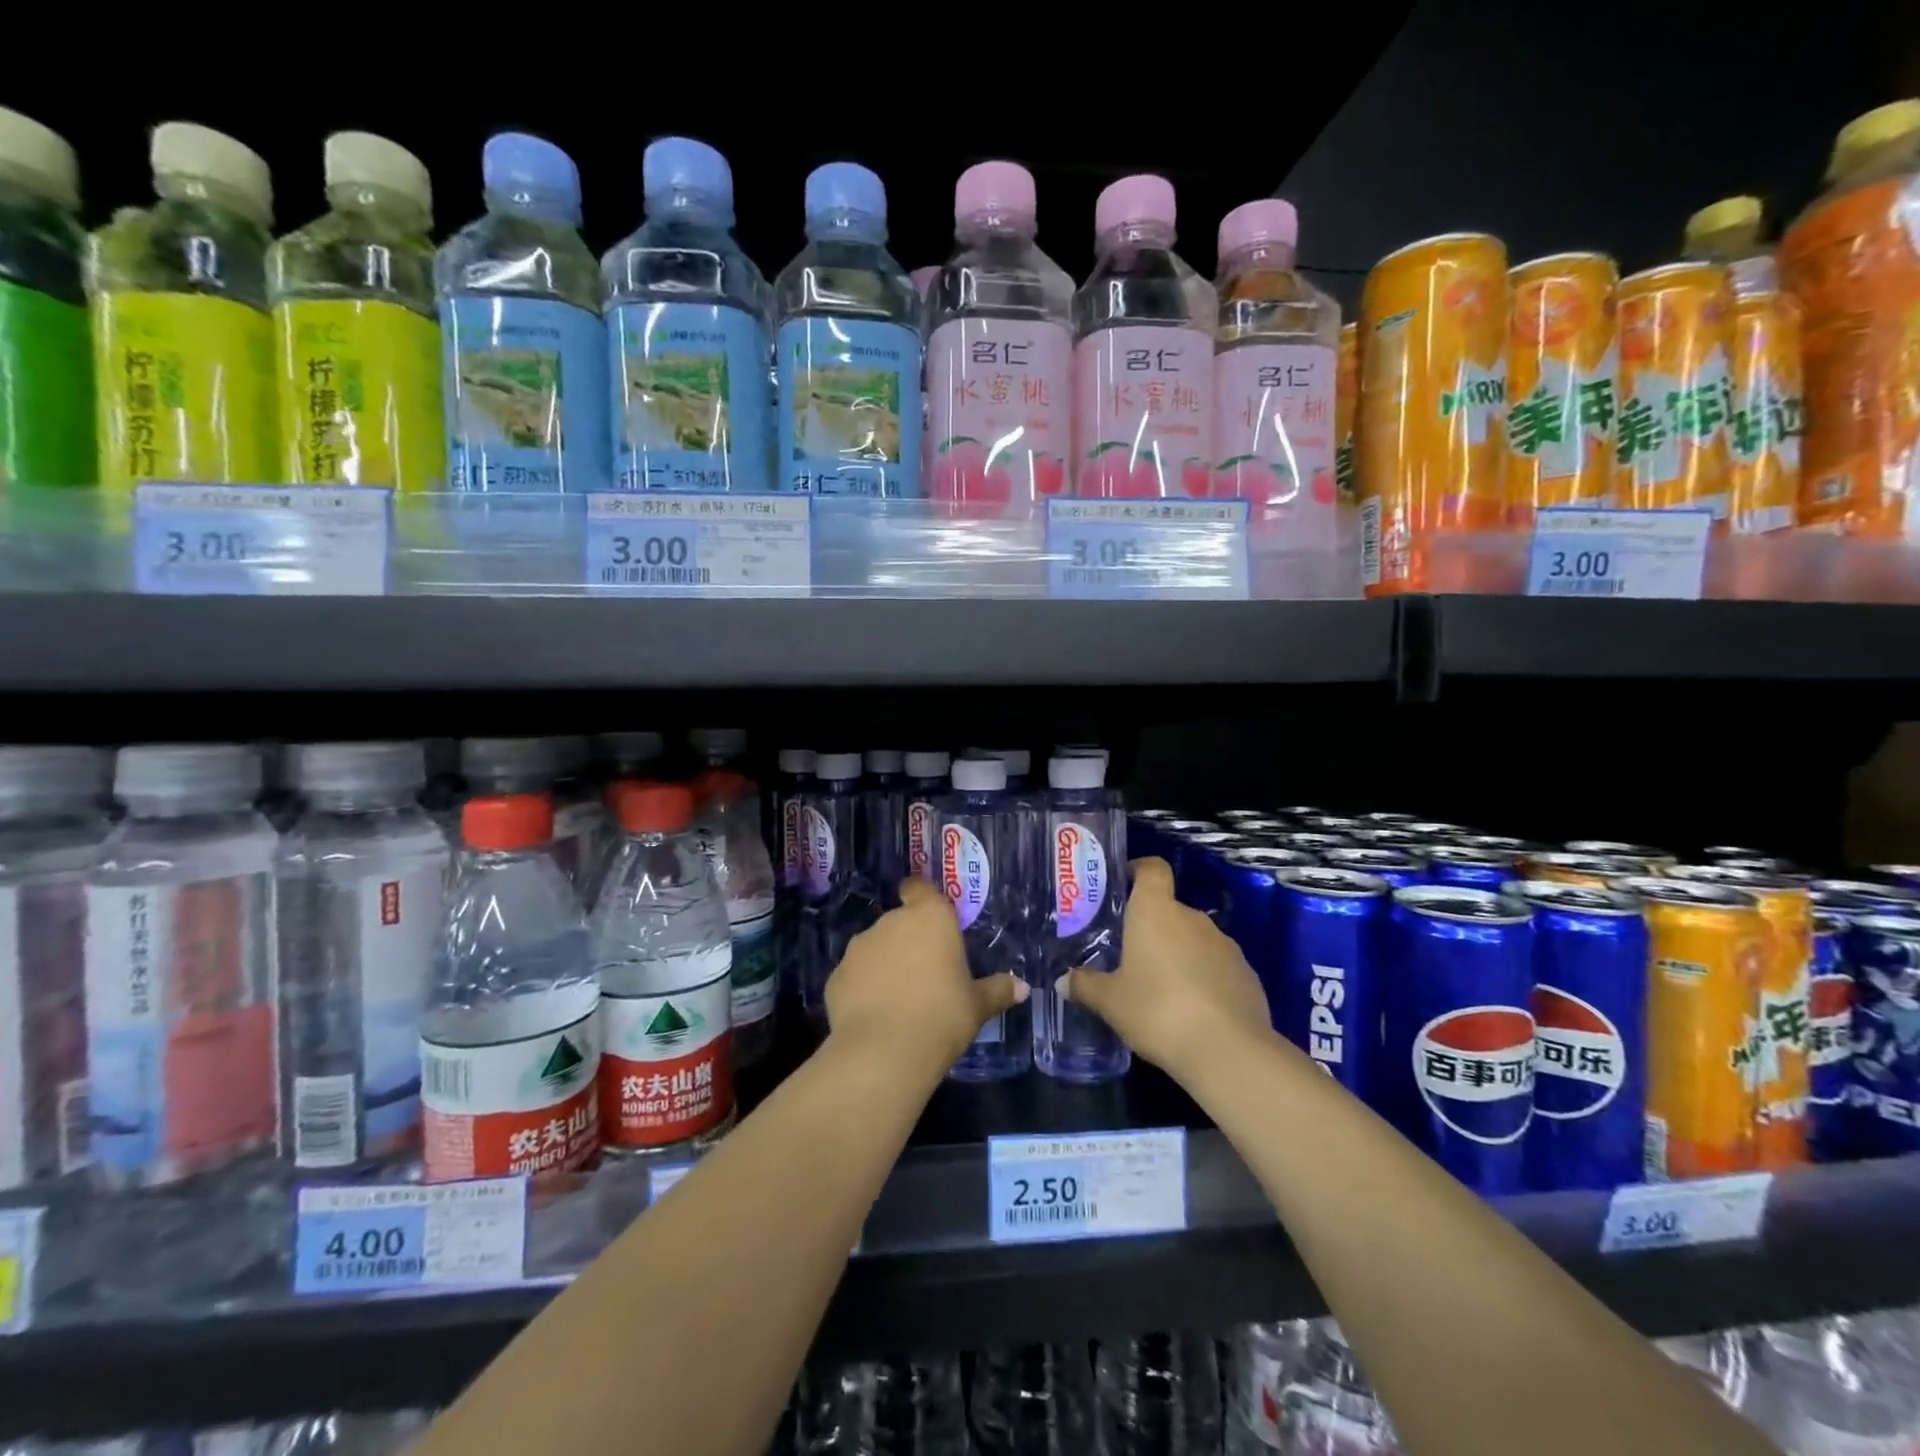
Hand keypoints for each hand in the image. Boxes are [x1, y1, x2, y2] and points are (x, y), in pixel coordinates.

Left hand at [825, 876, 1027, 1067]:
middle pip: (900, 921)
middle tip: (926, 971)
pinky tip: (875, 1014)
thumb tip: (1022, 987)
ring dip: (885, 963)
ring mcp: (860, 947)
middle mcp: (891, 922)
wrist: (883, 1052)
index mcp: (930, 918)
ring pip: (875, 947)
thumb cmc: (942, 1017)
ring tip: (899, 997)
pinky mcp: (836, 975)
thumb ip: (997, 990)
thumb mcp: (977, 1006)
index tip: (926, 912)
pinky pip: (856, 975)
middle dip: (909, 940)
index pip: (919, 888)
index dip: (920, 895)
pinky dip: (863, 987)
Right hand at [1063, 857, 1273, 1080]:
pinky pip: (1216, 966)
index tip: (1123, 885)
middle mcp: (1192, 917)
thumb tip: (1062, 981)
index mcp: (1156, 911)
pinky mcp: (1247, 974)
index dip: (1139, 870)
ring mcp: (1225, 944)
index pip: (1152, 868)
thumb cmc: (1158, 1011)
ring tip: (1160, 988)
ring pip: (1194, 939)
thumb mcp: (1111, 1002)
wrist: (1229, 1051)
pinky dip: (1203, 978)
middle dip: (1151, 928)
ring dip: (1178, 954)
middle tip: (1129, 955)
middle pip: (1169, 909)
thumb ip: (1085, 986)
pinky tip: (1192, 1010)